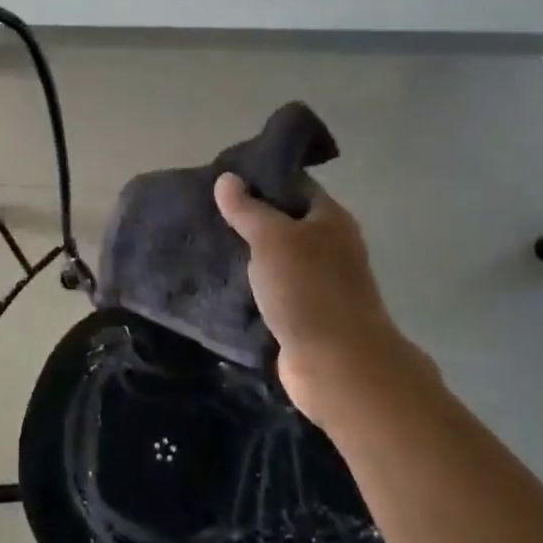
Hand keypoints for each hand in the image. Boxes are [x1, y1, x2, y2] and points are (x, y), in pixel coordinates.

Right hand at [213, 174, 430, 417]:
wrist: (337, 364)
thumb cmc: (308, 289)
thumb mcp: (272, 237)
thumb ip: (248, 208)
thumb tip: (227, 178)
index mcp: (330, 219)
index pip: (294, 185)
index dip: (260, 179)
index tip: (222, 179)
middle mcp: (329, 246)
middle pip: (285, 221)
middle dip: (248, 217)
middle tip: (205, 211)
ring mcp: (318, 283)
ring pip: (276, 257)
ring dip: (247, 253)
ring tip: (206, 242)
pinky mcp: (304, 314)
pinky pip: (272, 289)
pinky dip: (250, 285)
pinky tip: (220, 280)